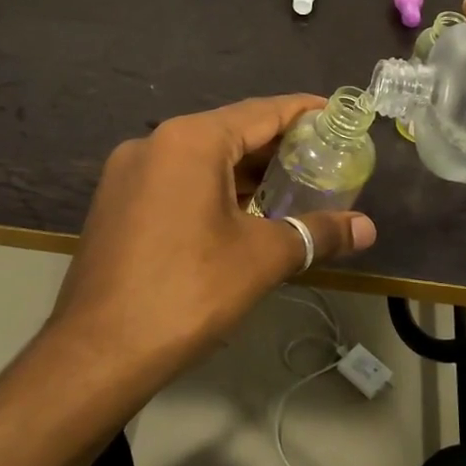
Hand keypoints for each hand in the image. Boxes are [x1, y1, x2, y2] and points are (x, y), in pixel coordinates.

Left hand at [47, 95, 377, 385]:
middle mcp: (154, 143)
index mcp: (190, 140)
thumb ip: (317, 233)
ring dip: (244, 171)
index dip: (303, 111)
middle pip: (229, 132)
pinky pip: (176, 180)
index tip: (337, 114)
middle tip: (322, 158)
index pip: (261, 111)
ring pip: (200, 158)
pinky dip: (212, 188)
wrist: (97, 354)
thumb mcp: (261, 258)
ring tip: (288, 187)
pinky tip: (239, 213)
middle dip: (276, 146)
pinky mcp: (115, 202)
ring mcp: (127, 173)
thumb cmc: (188, 292)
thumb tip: (368, 229)